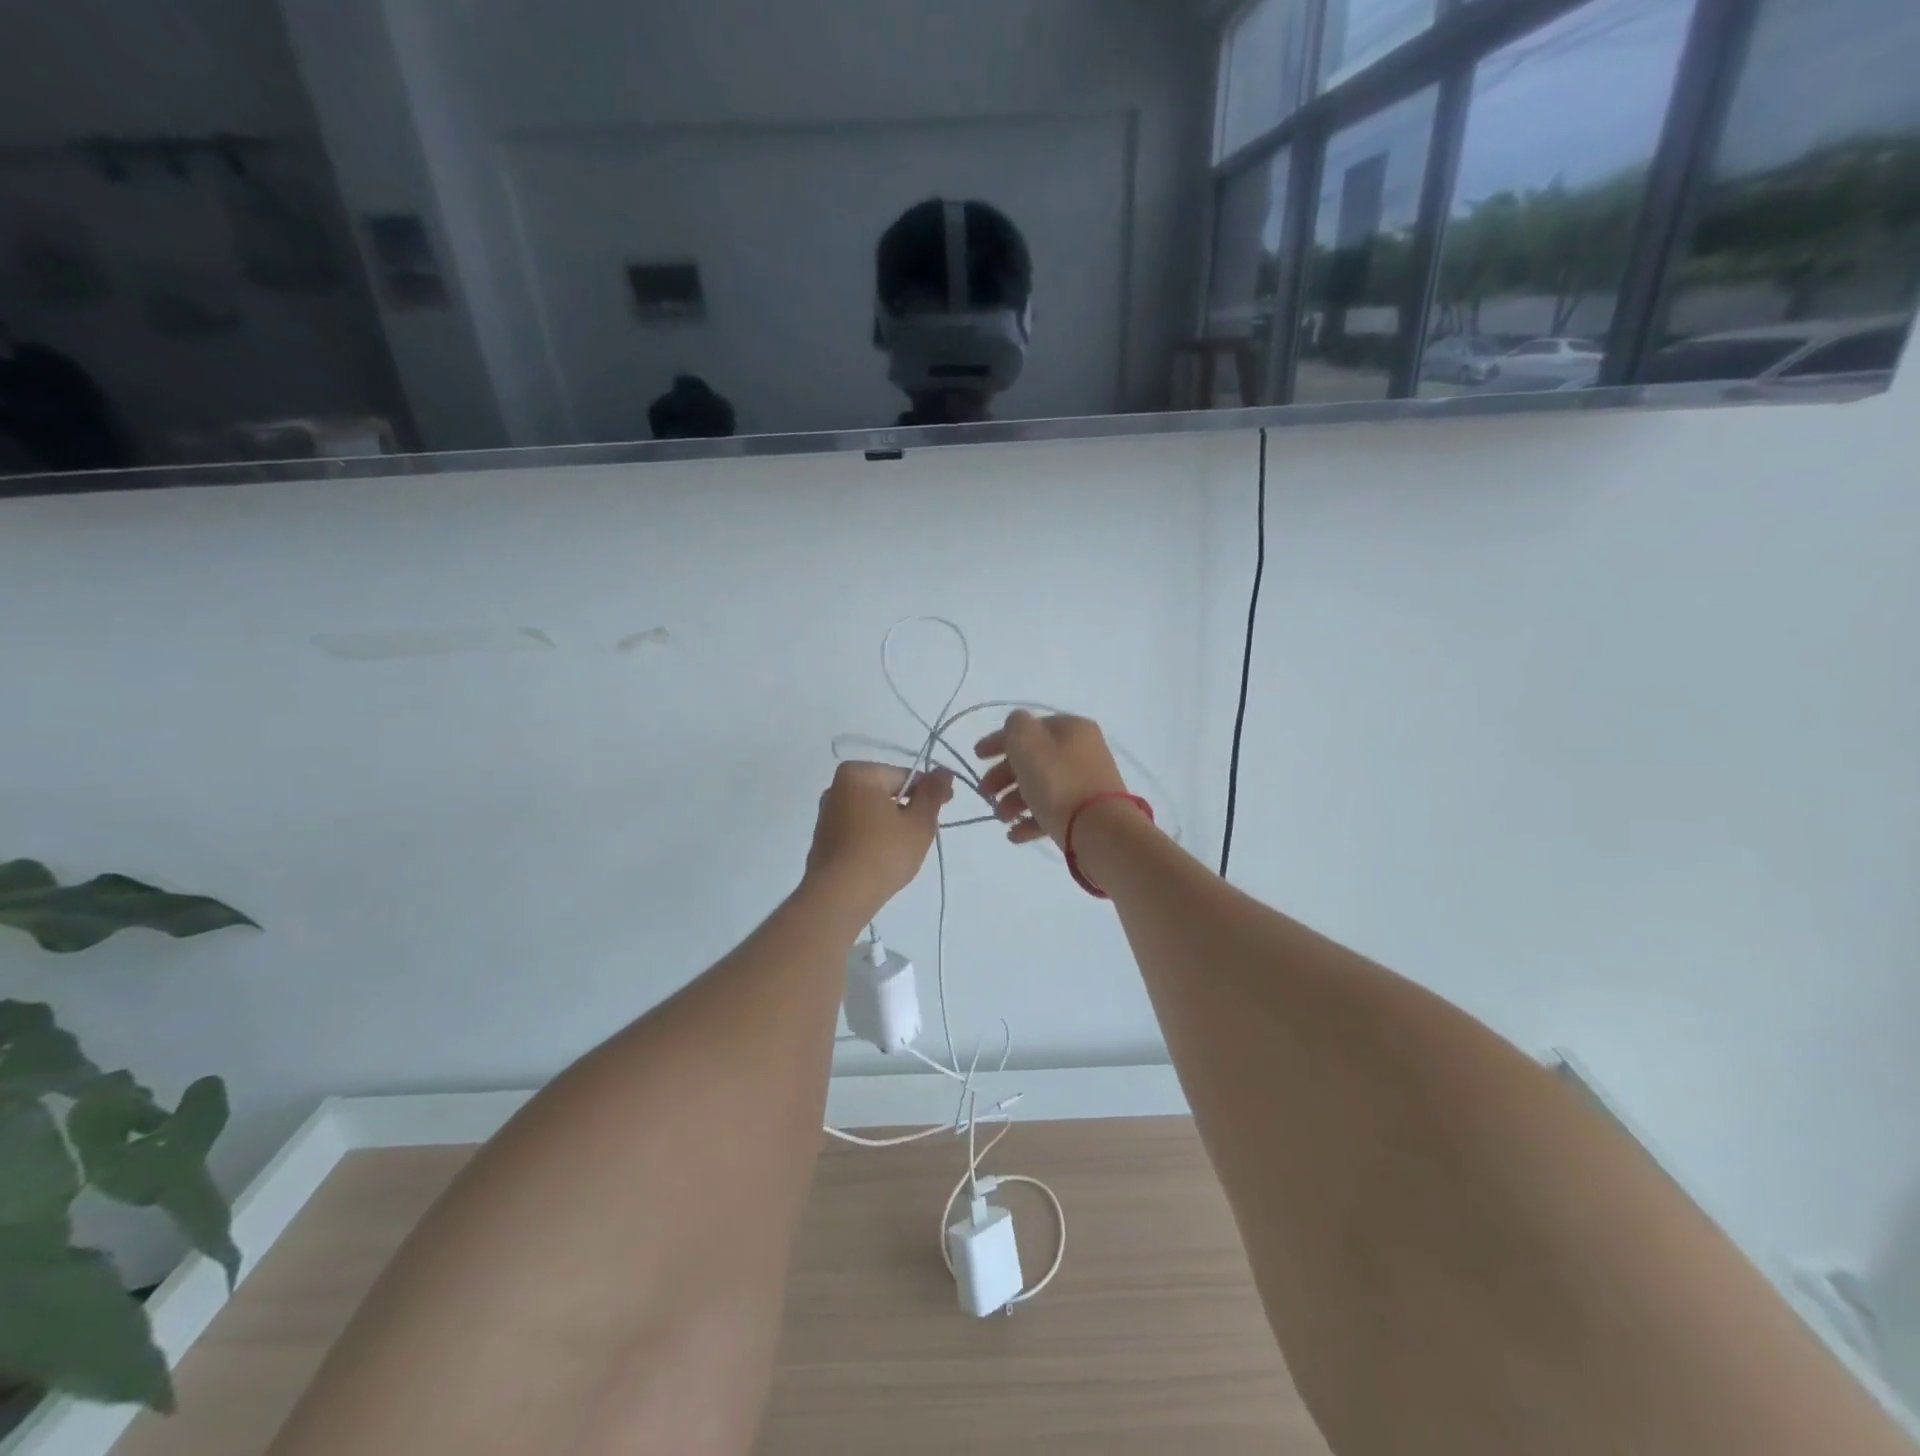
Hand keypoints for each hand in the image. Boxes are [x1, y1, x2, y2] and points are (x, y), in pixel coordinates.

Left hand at [804, 762, 952, 917]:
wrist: (840, 896)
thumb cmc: (884, 853)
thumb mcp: (919, 823)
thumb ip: (933, 793)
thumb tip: (944, 771)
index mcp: (858, 773)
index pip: (905, 776)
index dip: (929, 791)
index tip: (946, 807)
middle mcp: (836, 786)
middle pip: (886, 791)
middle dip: (908, 808)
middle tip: (926, 832)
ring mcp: (826, 813)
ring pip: (872, 811)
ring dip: (891, 823)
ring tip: (905, 849)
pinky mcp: (823, 837)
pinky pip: (858, 827)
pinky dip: (874, 836)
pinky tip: (883, 858)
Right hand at [974, 711, 1128, 847]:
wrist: (1100, 830)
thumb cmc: (1058, 782)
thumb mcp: (1027, 743)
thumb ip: (1015, 727)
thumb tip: (1017, 727)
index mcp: (1071, 728)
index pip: (1028, 728)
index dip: (998, 740)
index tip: (976, 757)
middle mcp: (1082, 751)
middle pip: (1034, 759)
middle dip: (1004, 776)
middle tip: (985, 793)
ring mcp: (1087, 783)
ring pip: (1042, 786)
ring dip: (1014, 801)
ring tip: (1001, 818)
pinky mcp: (1088, 813)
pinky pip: (1053, 811)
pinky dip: (1031, 820)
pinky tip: (1014, 835)